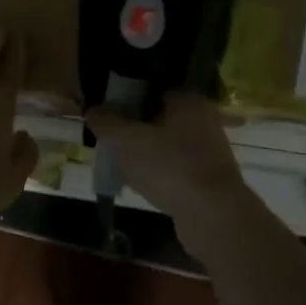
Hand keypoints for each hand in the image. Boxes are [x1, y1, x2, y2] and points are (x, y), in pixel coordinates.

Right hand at [85, 91, 247, 223]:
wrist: (213, 215)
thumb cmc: (169, 166)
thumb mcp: (126, 141)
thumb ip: (106, 123)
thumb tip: (92, 109)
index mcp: (188, 101)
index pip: (153, 89)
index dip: (128, 100)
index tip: (108, 115)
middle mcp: (204, 120)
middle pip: (161, 119)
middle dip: (136, 130)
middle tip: (112, 143)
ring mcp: (210, 151)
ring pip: (169, 146)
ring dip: (147, 155)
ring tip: (123, 167)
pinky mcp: (211, 179)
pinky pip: (178, 169)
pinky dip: (161, 175)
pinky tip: (144, 187)